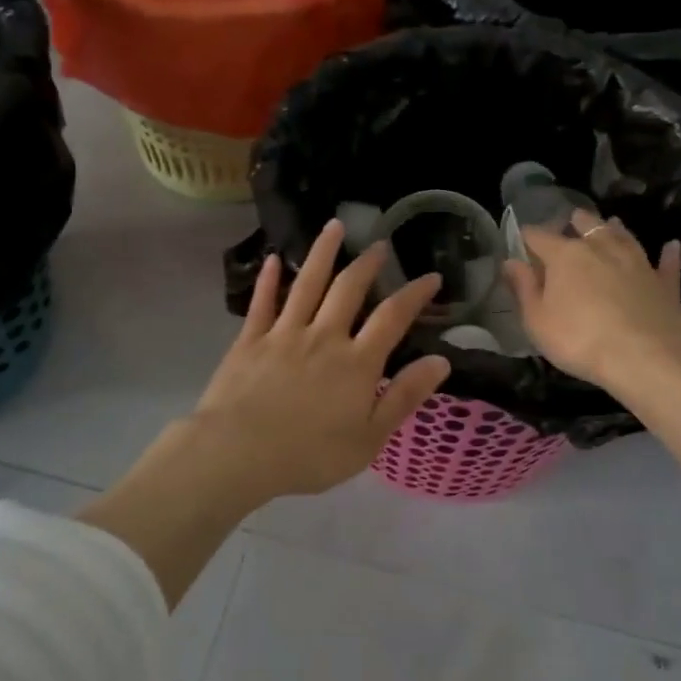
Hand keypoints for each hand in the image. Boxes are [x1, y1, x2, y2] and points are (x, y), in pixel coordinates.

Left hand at [182, 219, 451, 503]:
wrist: (239, 452)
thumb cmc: (310, 454)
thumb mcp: (370, 437)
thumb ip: (404, 396)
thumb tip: (441, 361)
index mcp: (356, 362)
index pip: (392, 317)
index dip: (414, 294)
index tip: (430, 277)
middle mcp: (324, 337)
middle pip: (349, 289)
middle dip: (367, 263)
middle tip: (379, 245)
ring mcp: (284, 334)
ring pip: (307, 284)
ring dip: (323, 252)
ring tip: (334, 226)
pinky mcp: (250, 340)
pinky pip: (262, 303)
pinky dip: (269, 280)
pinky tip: (274, 259)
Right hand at [504, 210, 680, 395]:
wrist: (646, 358)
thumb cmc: (579, 340)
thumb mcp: (537, 320)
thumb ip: (523, 288)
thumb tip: (510, 261)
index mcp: (565, 256)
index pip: (538, 237)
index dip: (527, 237)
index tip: (521, 240)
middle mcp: (601, 248)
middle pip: (586, 226)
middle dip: (575, 222)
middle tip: (570, 220)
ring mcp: (637, 262)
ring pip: (624, 237)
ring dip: (615, 229)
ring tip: (611, 223)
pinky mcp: (664, 283)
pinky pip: (667, 264)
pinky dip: (668, 254)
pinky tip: (672, 246)